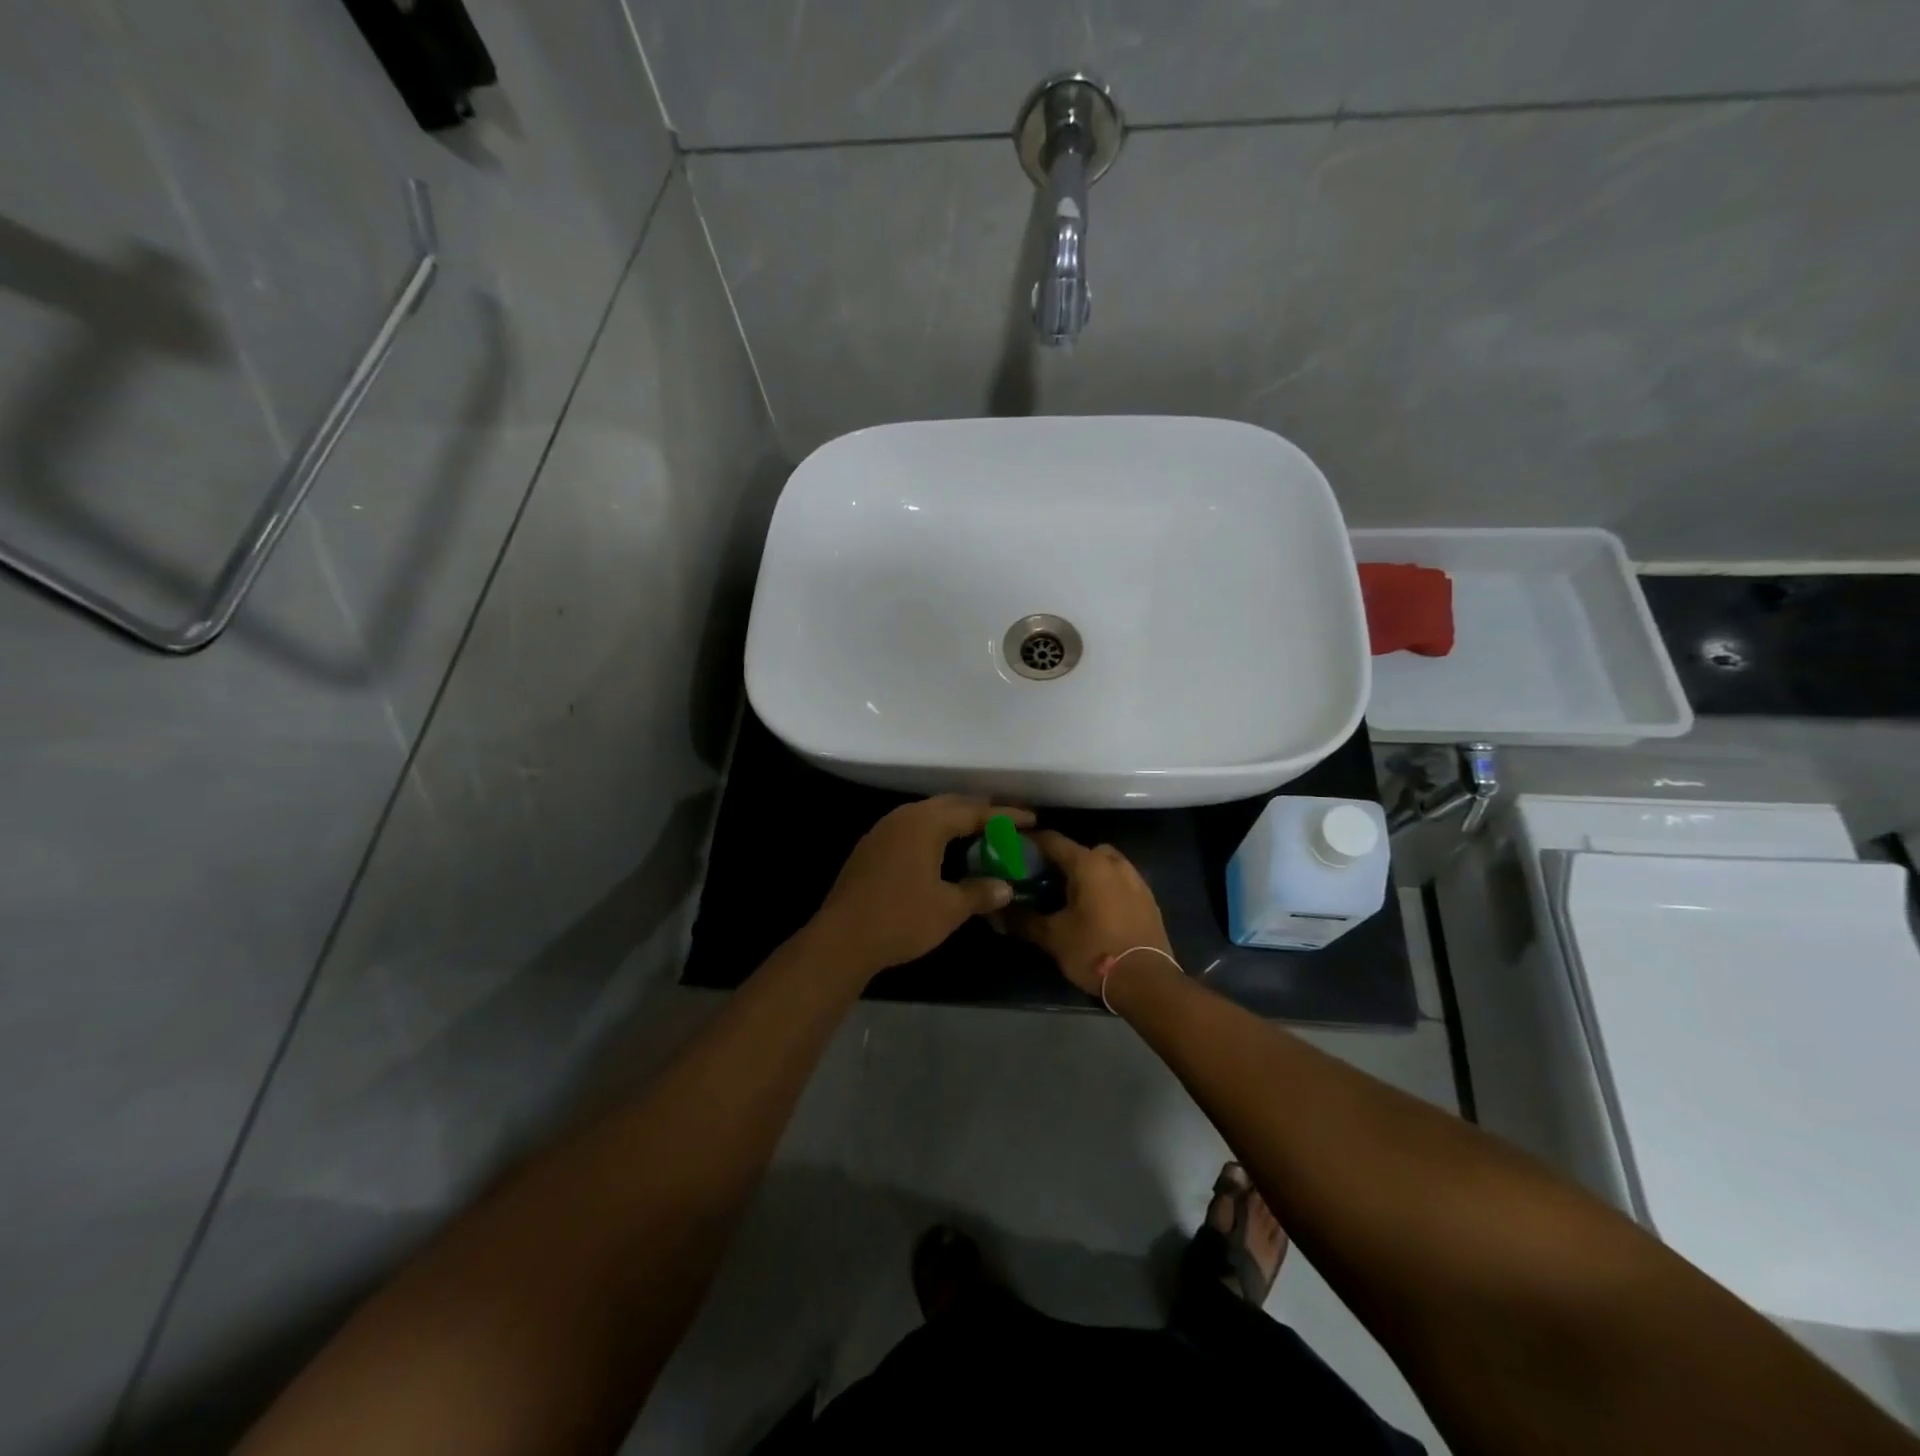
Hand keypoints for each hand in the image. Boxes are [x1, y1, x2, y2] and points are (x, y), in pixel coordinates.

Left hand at [810, 796, 1035, 980]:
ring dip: (954, 819)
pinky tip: (941, 849)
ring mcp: (883, 830)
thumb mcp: (948, 908)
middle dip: (979, 810)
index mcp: (926, 823)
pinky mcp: (871, 847)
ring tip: (978, 830)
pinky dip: (933, 832)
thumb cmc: (901, 919)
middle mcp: (904, 817)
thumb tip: (1006, 887)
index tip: (1031, 819)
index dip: (1005, 815)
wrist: (842, 938)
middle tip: (1006, 820)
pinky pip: (911, 828)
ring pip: (927, 814)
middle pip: (949, 804)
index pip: (974, 811)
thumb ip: (980, 892)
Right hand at [1010, 831, 1171, 994]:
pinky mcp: (1148, 898)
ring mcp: (1135, 878)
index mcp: (1088, 864)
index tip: (1012, 851)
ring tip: (1067, 896)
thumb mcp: (1052, 937)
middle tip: (1040, 880)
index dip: (1029, 843)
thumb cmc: (1094, 951)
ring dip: (1084, 873)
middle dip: (1059, 861)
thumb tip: (996, 913)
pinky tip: (1094, 910)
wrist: (1147, 981)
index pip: (1051, 840)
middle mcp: (1113, 862)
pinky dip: (1103, 887)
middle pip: (1079, 851)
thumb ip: (1022, 919)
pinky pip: (1119, 881)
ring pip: (1102, 864)